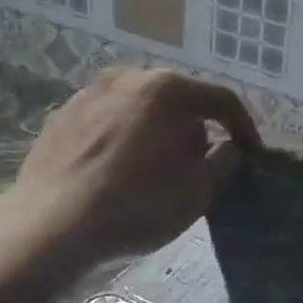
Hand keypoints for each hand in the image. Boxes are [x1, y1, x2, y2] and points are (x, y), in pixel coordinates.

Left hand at [14, 68, 258, 264]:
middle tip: (202, 162)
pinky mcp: (62, 116)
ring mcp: (89, 93)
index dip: (243, 126)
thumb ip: (224, 162)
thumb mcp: (198, 191)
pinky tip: (119, 170)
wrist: (52, 225)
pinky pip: (109, 121)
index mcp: (167, 89)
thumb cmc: (137, 205)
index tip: (251, 152)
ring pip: (140, 108)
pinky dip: (124, 138)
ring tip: (157, 167)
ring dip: (157, 132)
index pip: (221, 99)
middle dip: (196, 128)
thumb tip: (228, 147)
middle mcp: (127, 77)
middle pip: (178, 100)